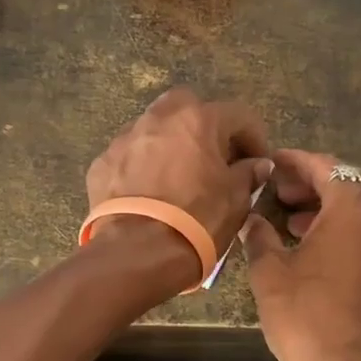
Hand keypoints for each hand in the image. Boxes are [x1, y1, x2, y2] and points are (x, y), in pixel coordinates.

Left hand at [86, 88, 271, 287]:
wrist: (136, 253)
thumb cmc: (197, 221)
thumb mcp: (235, 200)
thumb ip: (247, 174)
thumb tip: (256, 165)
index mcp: (197, 120)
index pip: (238, 115)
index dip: (254, 138)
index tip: (258, 162)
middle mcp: (159, 119)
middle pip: (187, 106)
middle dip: (204, 126)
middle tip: (214, 157)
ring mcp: (125, 139)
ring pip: (153, 129)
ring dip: (170, 144)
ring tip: (179, 175)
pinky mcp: (102, 163)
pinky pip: (129, 156)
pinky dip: (142, 166)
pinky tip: (148, 192)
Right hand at [242, 149, 360, 360]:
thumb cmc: (307, 316)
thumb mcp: (270, 273)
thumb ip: (259, 236)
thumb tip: (250, 218)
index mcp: (353, 207)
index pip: (325, 166)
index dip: (294, 162)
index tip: (271, 163)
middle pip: (347, 184)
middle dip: (311, 184)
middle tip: (278, 193)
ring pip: (360, 208)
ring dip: (327, 207)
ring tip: (291, 220)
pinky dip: (344, 228)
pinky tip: (315, 246)